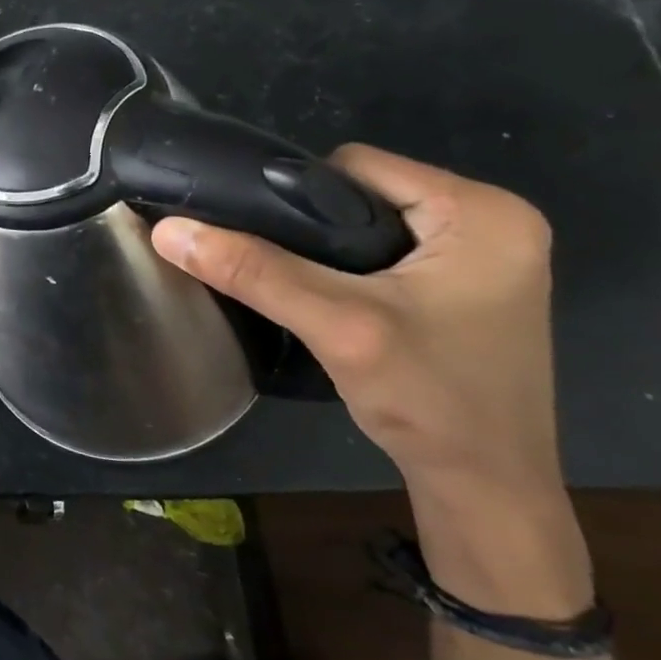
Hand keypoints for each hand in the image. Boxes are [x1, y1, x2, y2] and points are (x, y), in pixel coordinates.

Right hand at [152, 145, 591, 615]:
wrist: (486, 494)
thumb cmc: (432, 403)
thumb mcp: (337, 326)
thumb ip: (253, 271)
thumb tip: (167, 230)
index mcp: (484, 211)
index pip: (357, 165)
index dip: (297, 195)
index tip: (268, 242)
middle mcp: (494, 220)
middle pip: (362, 190)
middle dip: (312, 225)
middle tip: (283, 270)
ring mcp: (484, 254)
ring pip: (368, 220)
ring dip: (326, 248)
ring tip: (300, 286)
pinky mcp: (467, 285)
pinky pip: (386, 249)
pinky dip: (349, 267)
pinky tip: (331, 300)